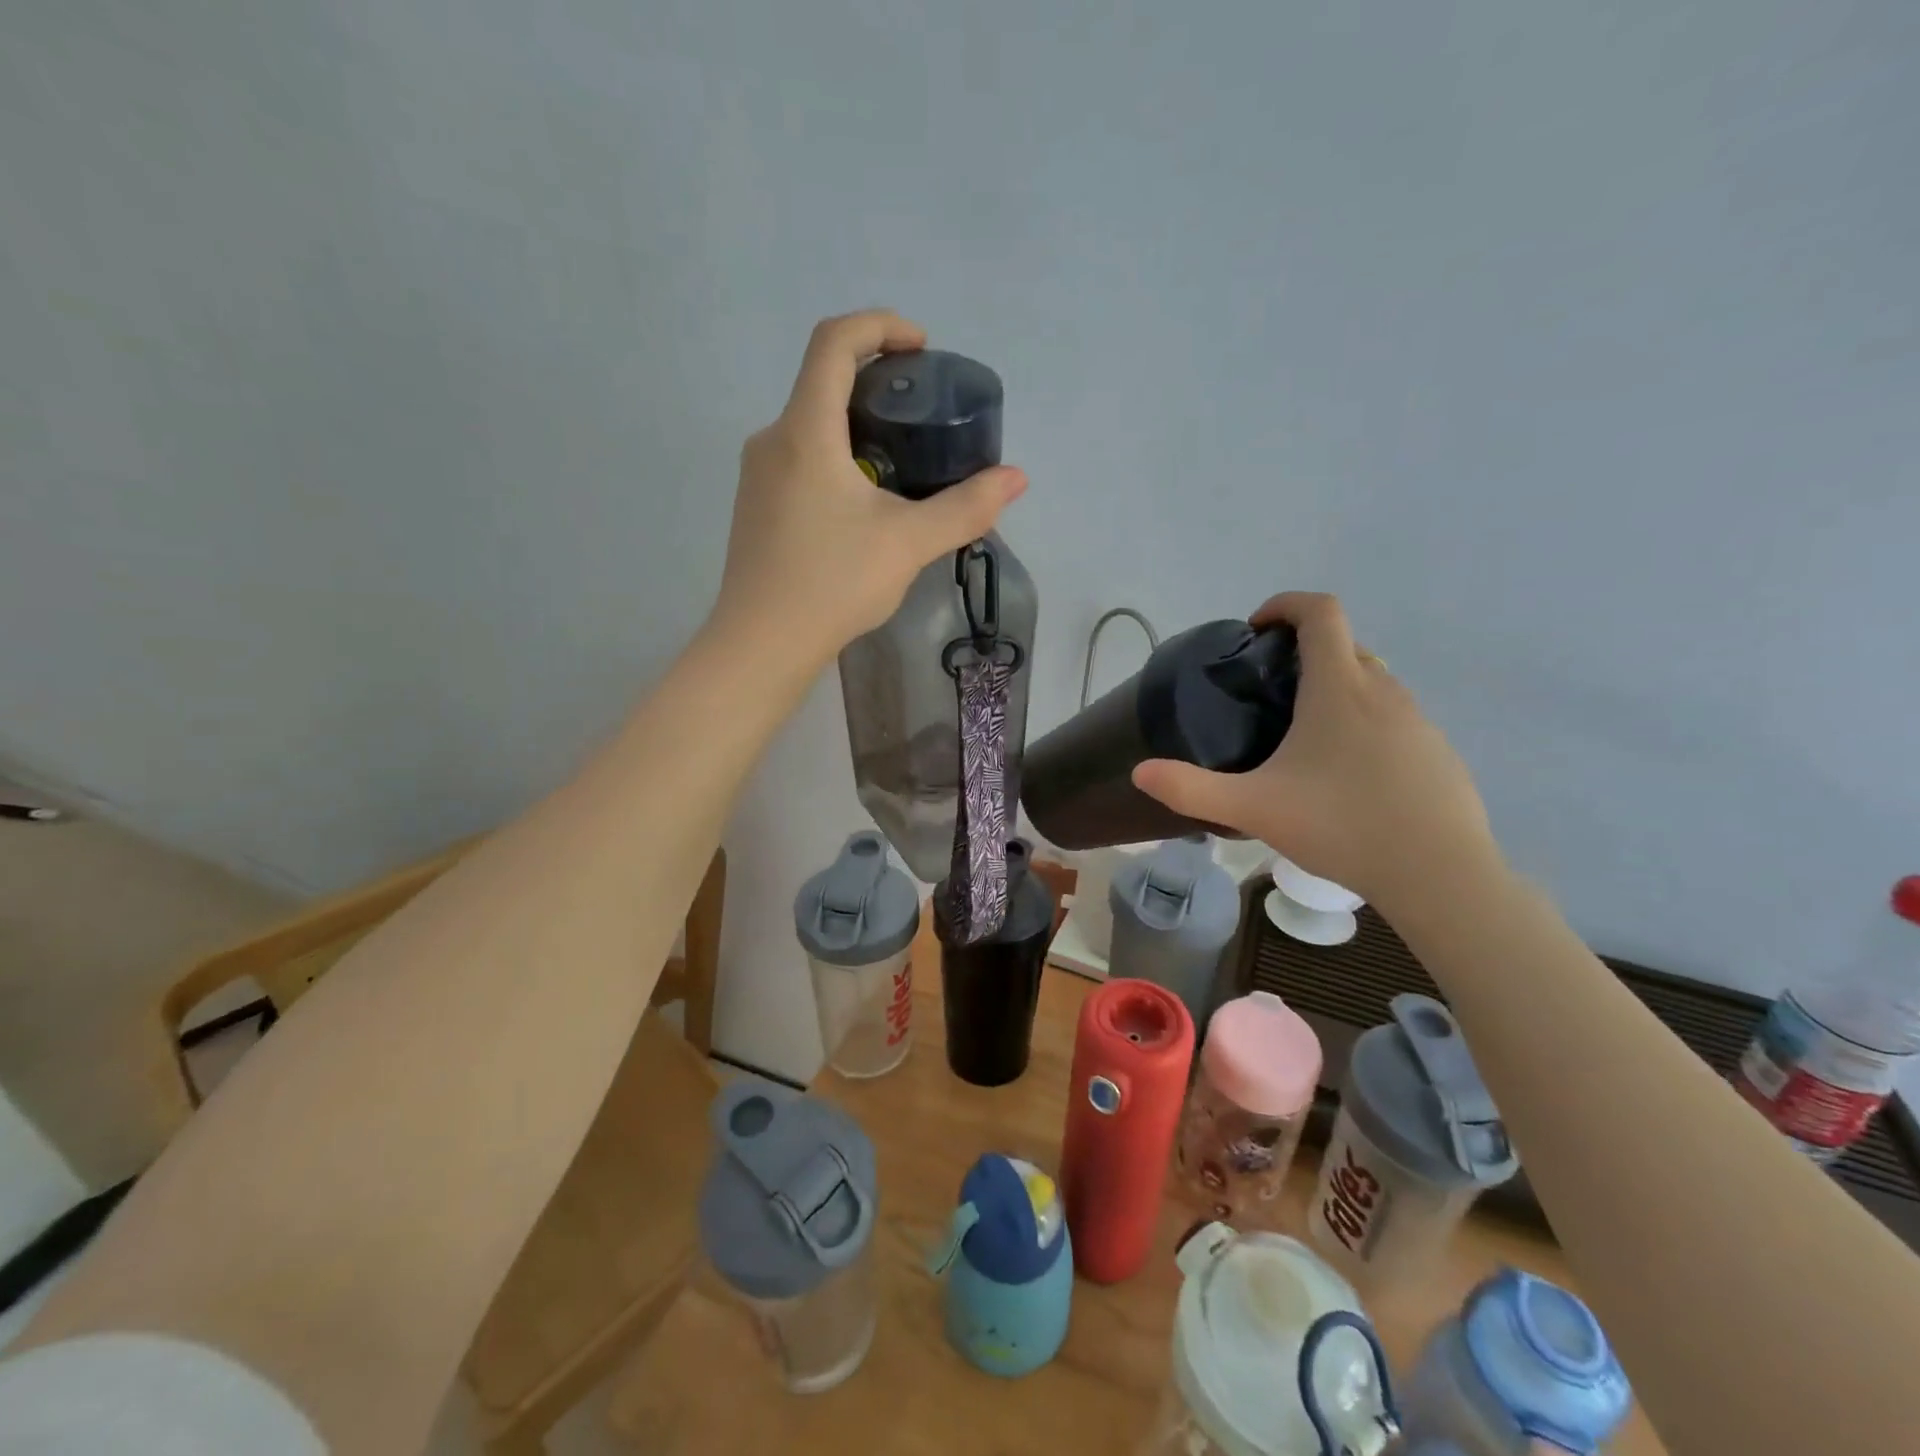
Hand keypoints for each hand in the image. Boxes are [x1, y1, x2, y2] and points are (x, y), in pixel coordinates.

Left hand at [711, 310, 1027, 662]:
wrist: (761, 644)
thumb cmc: (832, 583)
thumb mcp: (908, 543)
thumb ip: (964, 507)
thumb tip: (1016, 478)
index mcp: (805, 431)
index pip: (834, 342)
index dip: (880, 327)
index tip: (920, 349)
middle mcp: (772, 440)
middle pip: (822, 383)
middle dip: (877, 384)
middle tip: (923, 415)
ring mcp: (757, 476)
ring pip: (811, 427)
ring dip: (857, 428)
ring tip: (903, 464)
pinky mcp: (756, 507)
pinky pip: (799, 461)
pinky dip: (837, 459)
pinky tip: (865, 505)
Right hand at [1132, 592, 1499, 912]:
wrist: (1439, 875)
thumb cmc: (1342, 826)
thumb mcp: (1253, 808)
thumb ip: (1190, 789)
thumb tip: (1140, 773)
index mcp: (1339, 688)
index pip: (1321, 612)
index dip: (1286, 604)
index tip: (1257, 630)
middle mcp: (1384, 691)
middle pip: (1345, 645)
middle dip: (1305, 653)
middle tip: (1269, 695)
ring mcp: (1419, 721)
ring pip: (1373, 683)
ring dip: (1336, 690)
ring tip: (1305, 739)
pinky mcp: (1439, 752)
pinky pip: (1395, 718)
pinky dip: (1366, 725)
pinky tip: (1348, 777)